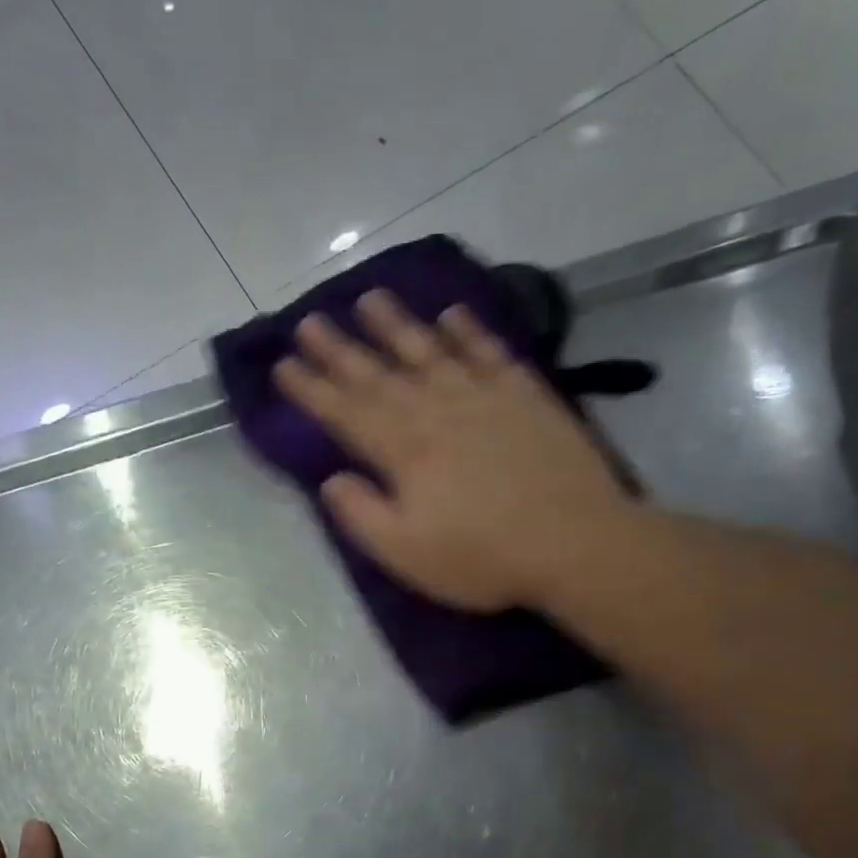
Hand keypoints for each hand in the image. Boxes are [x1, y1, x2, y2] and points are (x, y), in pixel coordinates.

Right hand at [274, 290, 632, 612]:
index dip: (312, 389)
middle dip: (339, 349)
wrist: (574, 542)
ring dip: (396, 325)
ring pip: (430, 351)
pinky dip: (468, 331)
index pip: (346, 412)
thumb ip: (362, 515)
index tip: (283, 365)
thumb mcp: (406, 553)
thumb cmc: (482, 558)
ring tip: (369, 299)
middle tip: (308, 321)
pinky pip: (489, 352)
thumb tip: (331, 480)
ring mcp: (483, 397)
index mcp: (404, 451)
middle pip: (379, 374)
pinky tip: (451, 314)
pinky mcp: (525, 395)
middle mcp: (437, 411)